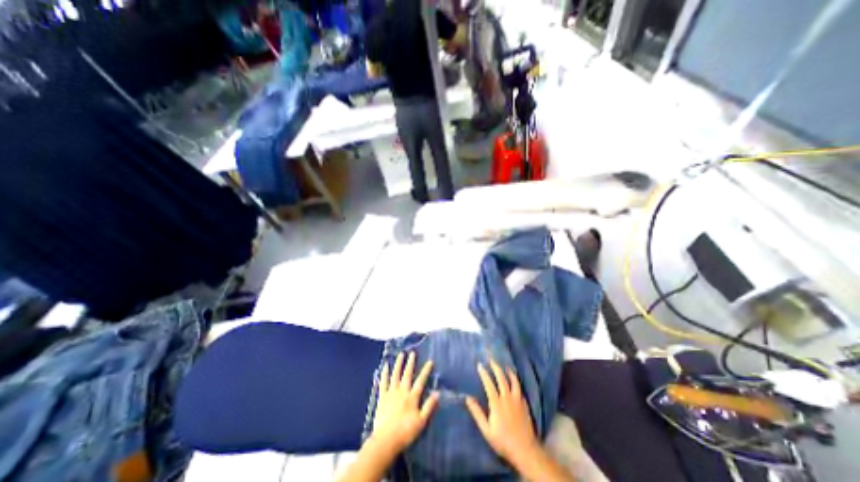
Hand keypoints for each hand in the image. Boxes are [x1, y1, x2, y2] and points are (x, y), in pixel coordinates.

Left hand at [370, 352, 438, 453]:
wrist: (386, 440)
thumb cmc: (406, 432)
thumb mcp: (421, 421)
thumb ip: (429, 406)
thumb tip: (437, 393)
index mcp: (412, 397)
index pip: (421, 381)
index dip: (426, 371)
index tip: (430, 361)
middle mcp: (402, 391)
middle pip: (407, 374)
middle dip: (410, 363)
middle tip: (412, 353)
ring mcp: (391, 393)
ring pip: (395, 375)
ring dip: (398, 364)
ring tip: (401, 354)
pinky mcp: (382, 397)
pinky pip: (383, 382)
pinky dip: (384, 373)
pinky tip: (385, 366)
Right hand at [467, 359, 538, 464]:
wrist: (525, 450)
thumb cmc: (503, 441)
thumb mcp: (486, 430)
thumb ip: (477, 413)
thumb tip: (468, 398)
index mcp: (496, 403)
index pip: (489, 384)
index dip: (484, 373)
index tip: (479, 365)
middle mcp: (507, 397)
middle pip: (501, 378)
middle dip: (496, 367)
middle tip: (491, 360)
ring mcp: (517, 400)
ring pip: (513, 381)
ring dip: (508, 372)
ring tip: (505, 366)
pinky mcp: (524, 403)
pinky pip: (519, 388)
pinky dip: (515, 381)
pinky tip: (514, 380)